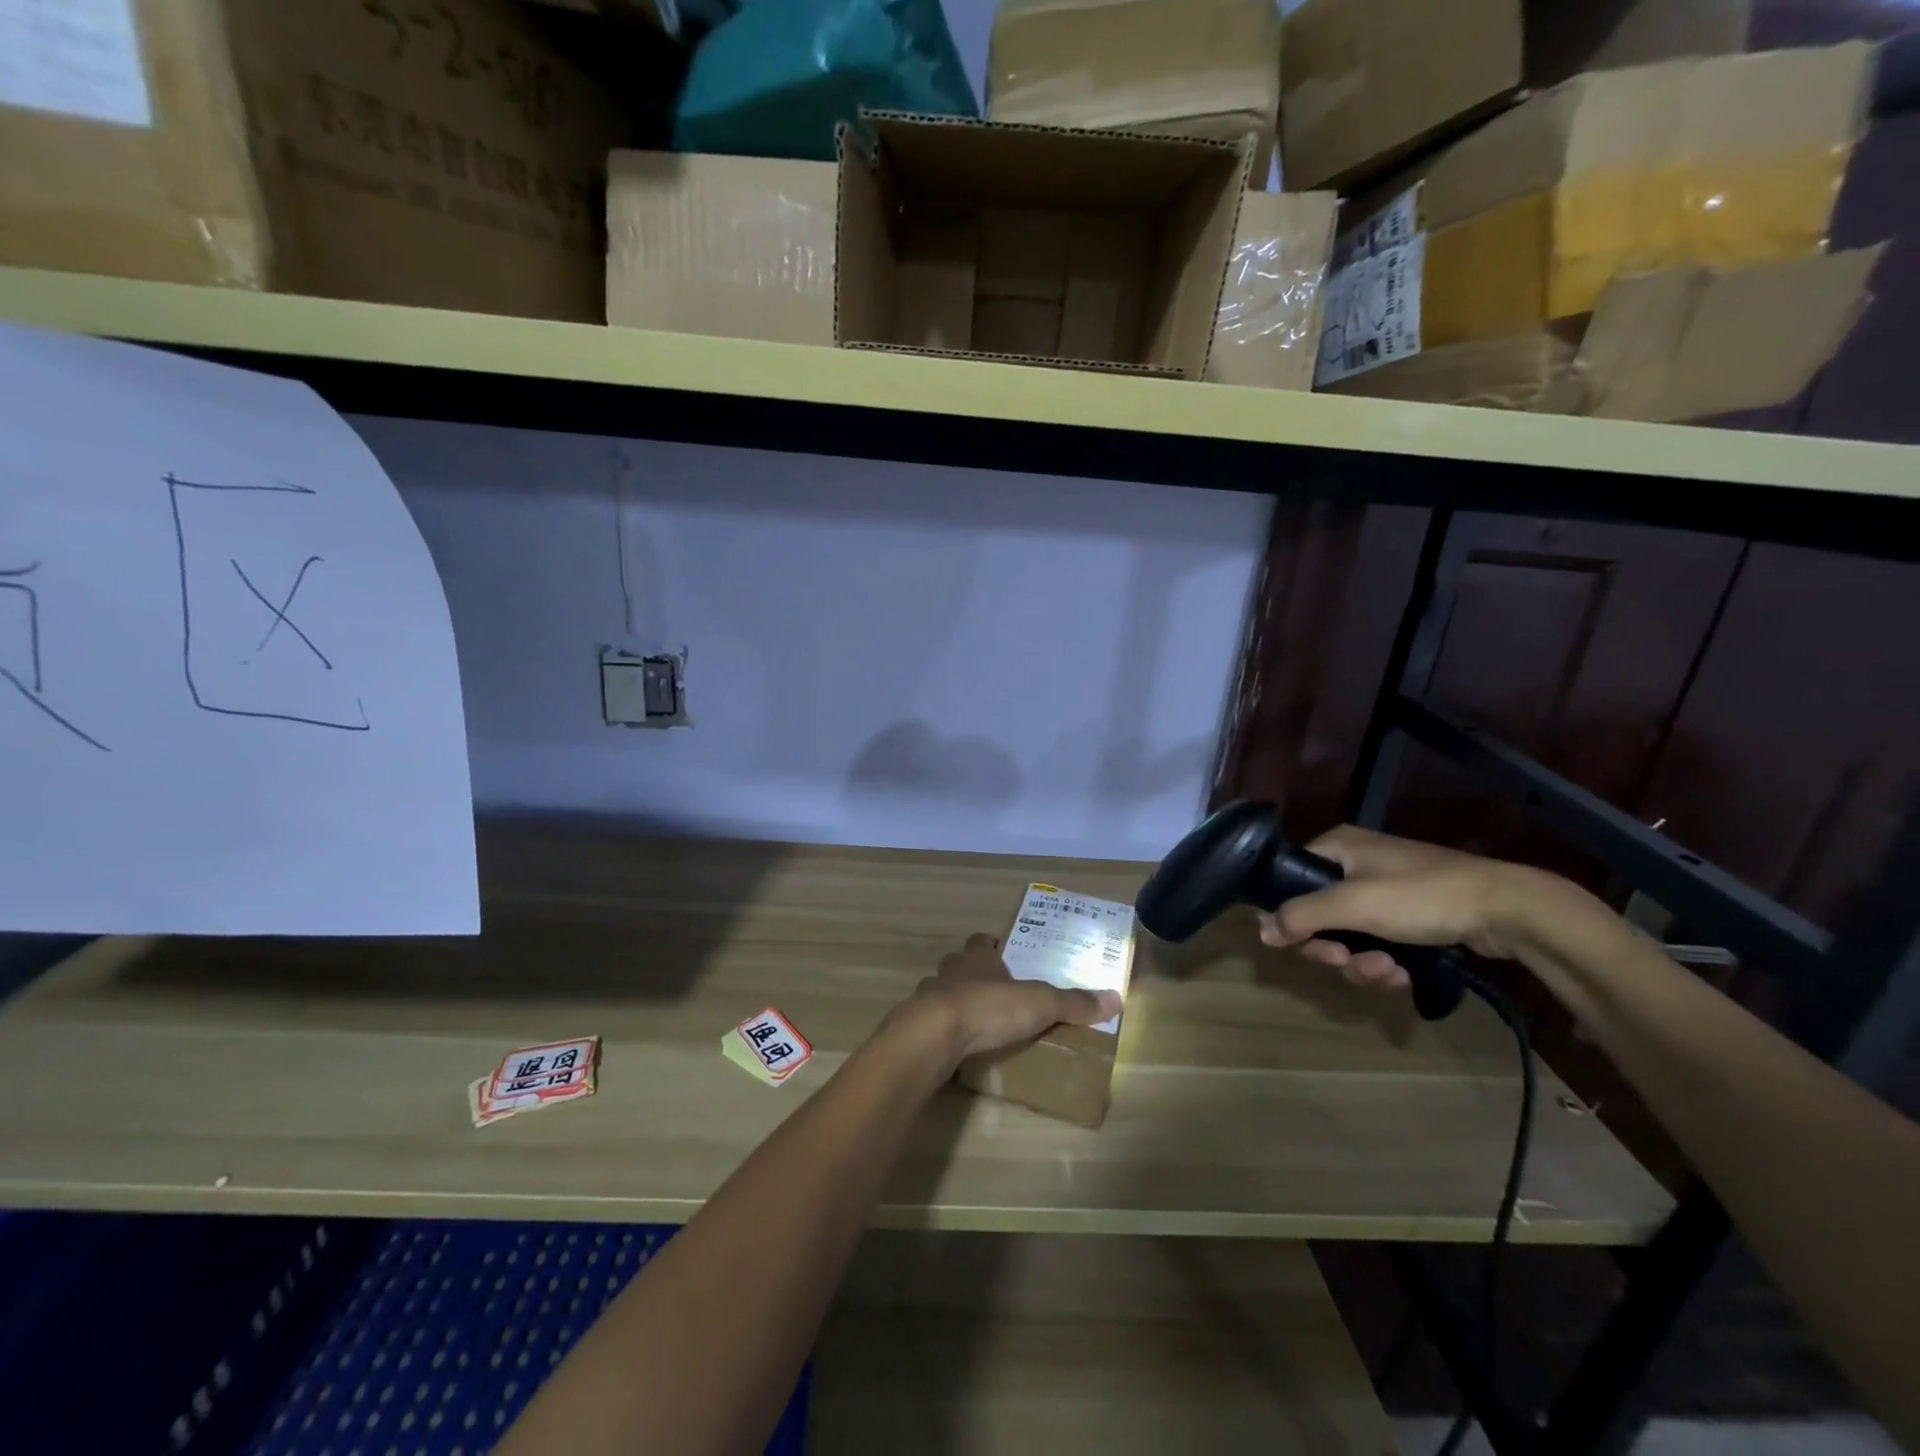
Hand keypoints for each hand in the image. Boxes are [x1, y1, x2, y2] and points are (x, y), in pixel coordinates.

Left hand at [901, 933, 1121, 1062]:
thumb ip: (1073, 1003)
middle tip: (991, 989)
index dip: (988, 944)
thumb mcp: (1039, 1004)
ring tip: (972, 1020)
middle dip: (970, 973)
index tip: (998, 948)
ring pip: (939, 991)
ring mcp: (928, 997)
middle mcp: (950, 972)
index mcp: (976, 959)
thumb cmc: (988, 1008)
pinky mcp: (915, 1026)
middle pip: (957, 964)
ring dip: (952, 1001)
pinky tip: (952, 1046)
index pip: (979, 942)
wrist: (933, 1034)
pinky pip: (929, 1024)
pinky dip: (940, 1031)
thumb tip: (1115, 998)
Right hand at [1256, 825, 1559, 991]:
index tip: (1302, 943)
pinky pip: (1378, 944)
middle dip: (1332, 948)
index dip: (1290, 914)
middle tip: (1345, 962)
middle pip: (1318, 915)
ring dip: (1361, 962)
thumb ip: (1301, 916)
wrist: (1506, 909)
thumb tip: (1261, 930)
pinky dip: (1384, 963)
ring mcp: (1385, 892)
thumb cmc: (1420, 895)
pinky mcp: (1411, 917)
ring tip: (1387, 971)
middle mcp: (1356, 865)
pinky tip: (1402, 974)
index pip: (1290, 878)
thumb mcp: (1352, 904)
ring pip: (1349, 936)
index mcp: (1338, 847)